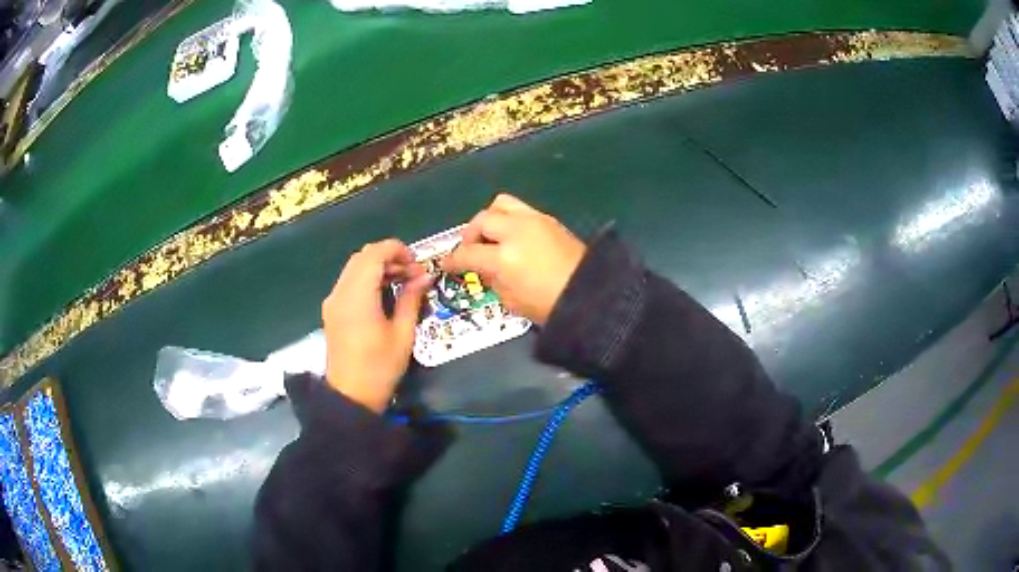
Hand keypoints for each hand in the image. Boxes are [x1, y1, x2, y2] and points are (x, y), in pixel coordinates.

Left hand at [322, 239, 431, 411]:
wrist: (351, 396)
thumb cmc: (380, 368)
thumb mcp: (402, 334)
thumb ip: (411, 299)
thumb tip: (425, 276)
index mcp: (358, 296)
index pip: (374, 253)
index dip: (397, 250)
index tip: (417, 264)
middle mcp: (340, 292)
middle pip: (363, 257)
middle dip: (389, 257)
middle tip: (412, 274)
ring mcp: (333, 301)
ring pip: (354, 268)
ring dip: (378, 268)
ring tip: (402, 283)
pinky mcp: (332, 310)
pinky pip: (349, 282)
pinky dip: (367, 279)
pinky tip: (384, 295)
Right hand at [442, 194, 585, 325]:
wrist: (591, 295)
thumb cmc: (549, 306)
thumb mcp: (512, 301)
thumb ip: (492, 281)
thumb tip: (485, 269)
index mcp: (504, 258)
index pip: (468, 253)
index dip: (453, 260)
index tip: (447, 264)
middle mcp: (516, 231)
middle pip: (481, 220)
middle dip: (470, 235)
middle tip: (471, 249)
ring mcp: (534, 220)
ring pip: (500, 204)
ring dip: (490, 219)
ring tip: (492, 235)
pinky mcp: (548, 219)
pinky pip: (520, 209)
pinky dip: (509, 219)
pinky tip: (514, 237)